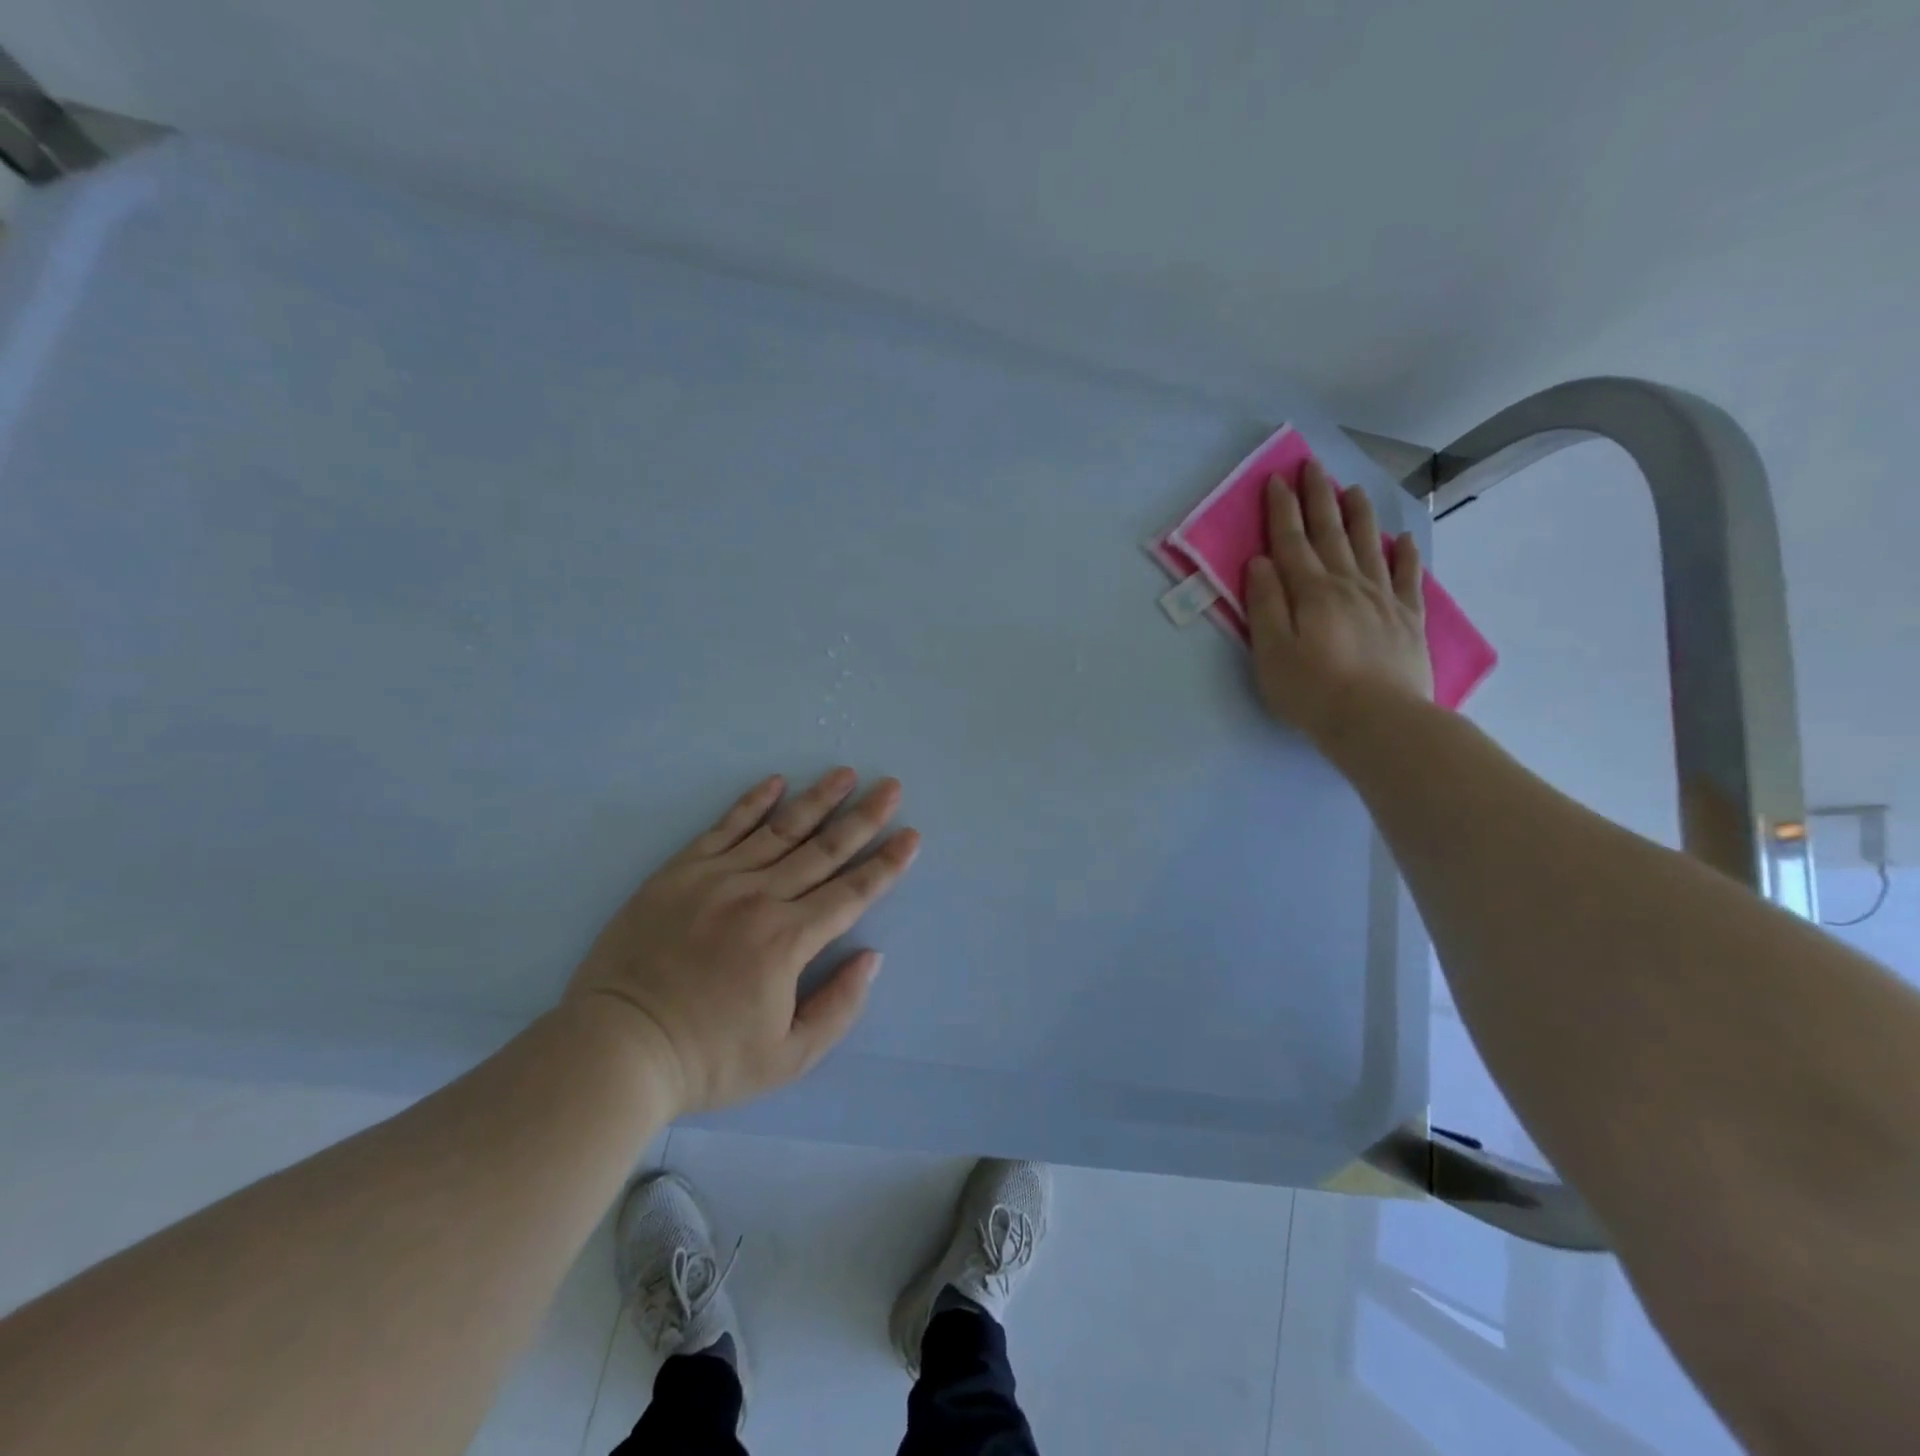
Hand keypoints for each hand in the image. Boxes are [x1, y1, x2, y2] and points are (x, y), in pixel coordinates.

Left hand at [564, 768, 919, 1115]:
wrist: (616, 1048)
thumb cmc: (707, 1059)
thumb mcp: (788, 1058)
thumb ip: (839, 1006)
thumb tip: (871, 956)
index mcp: (788, 941)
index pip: (851, 893)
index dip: (886, 865)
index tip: (911, 836)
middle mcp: (759, 898)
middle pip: (823, 850)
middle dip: (863, 818)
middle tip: (891, 788)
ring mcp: (717, 879)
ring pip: (780, 830)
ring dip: (817, 800)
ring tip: (846, 773)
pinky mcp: (680, 872)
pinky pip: (723, 828)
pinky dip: (752, 803)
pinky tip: (775, 782)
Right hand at [1245, 458, 1433, 746]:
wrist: (1378, 721)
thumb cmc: (1312, 691)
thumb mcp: (1271, 652)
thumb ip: (1265, 604)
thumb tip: (1260, 562)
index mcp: (1311, 592)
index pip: (1291, 541)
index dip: (1282, 509)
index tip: (1276, 479)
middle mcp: (1348, 585)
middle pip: (1331, 533)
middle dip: (1318, 498)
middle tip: (1312, 466)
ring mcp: (1383, 599)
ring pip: (1370, 546)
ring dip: (1359, 515)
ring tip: (1353, 489)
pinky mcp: (1407, 619)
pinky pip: (1407, 577)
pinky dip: (1404, 554)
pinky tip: (1403, 539)